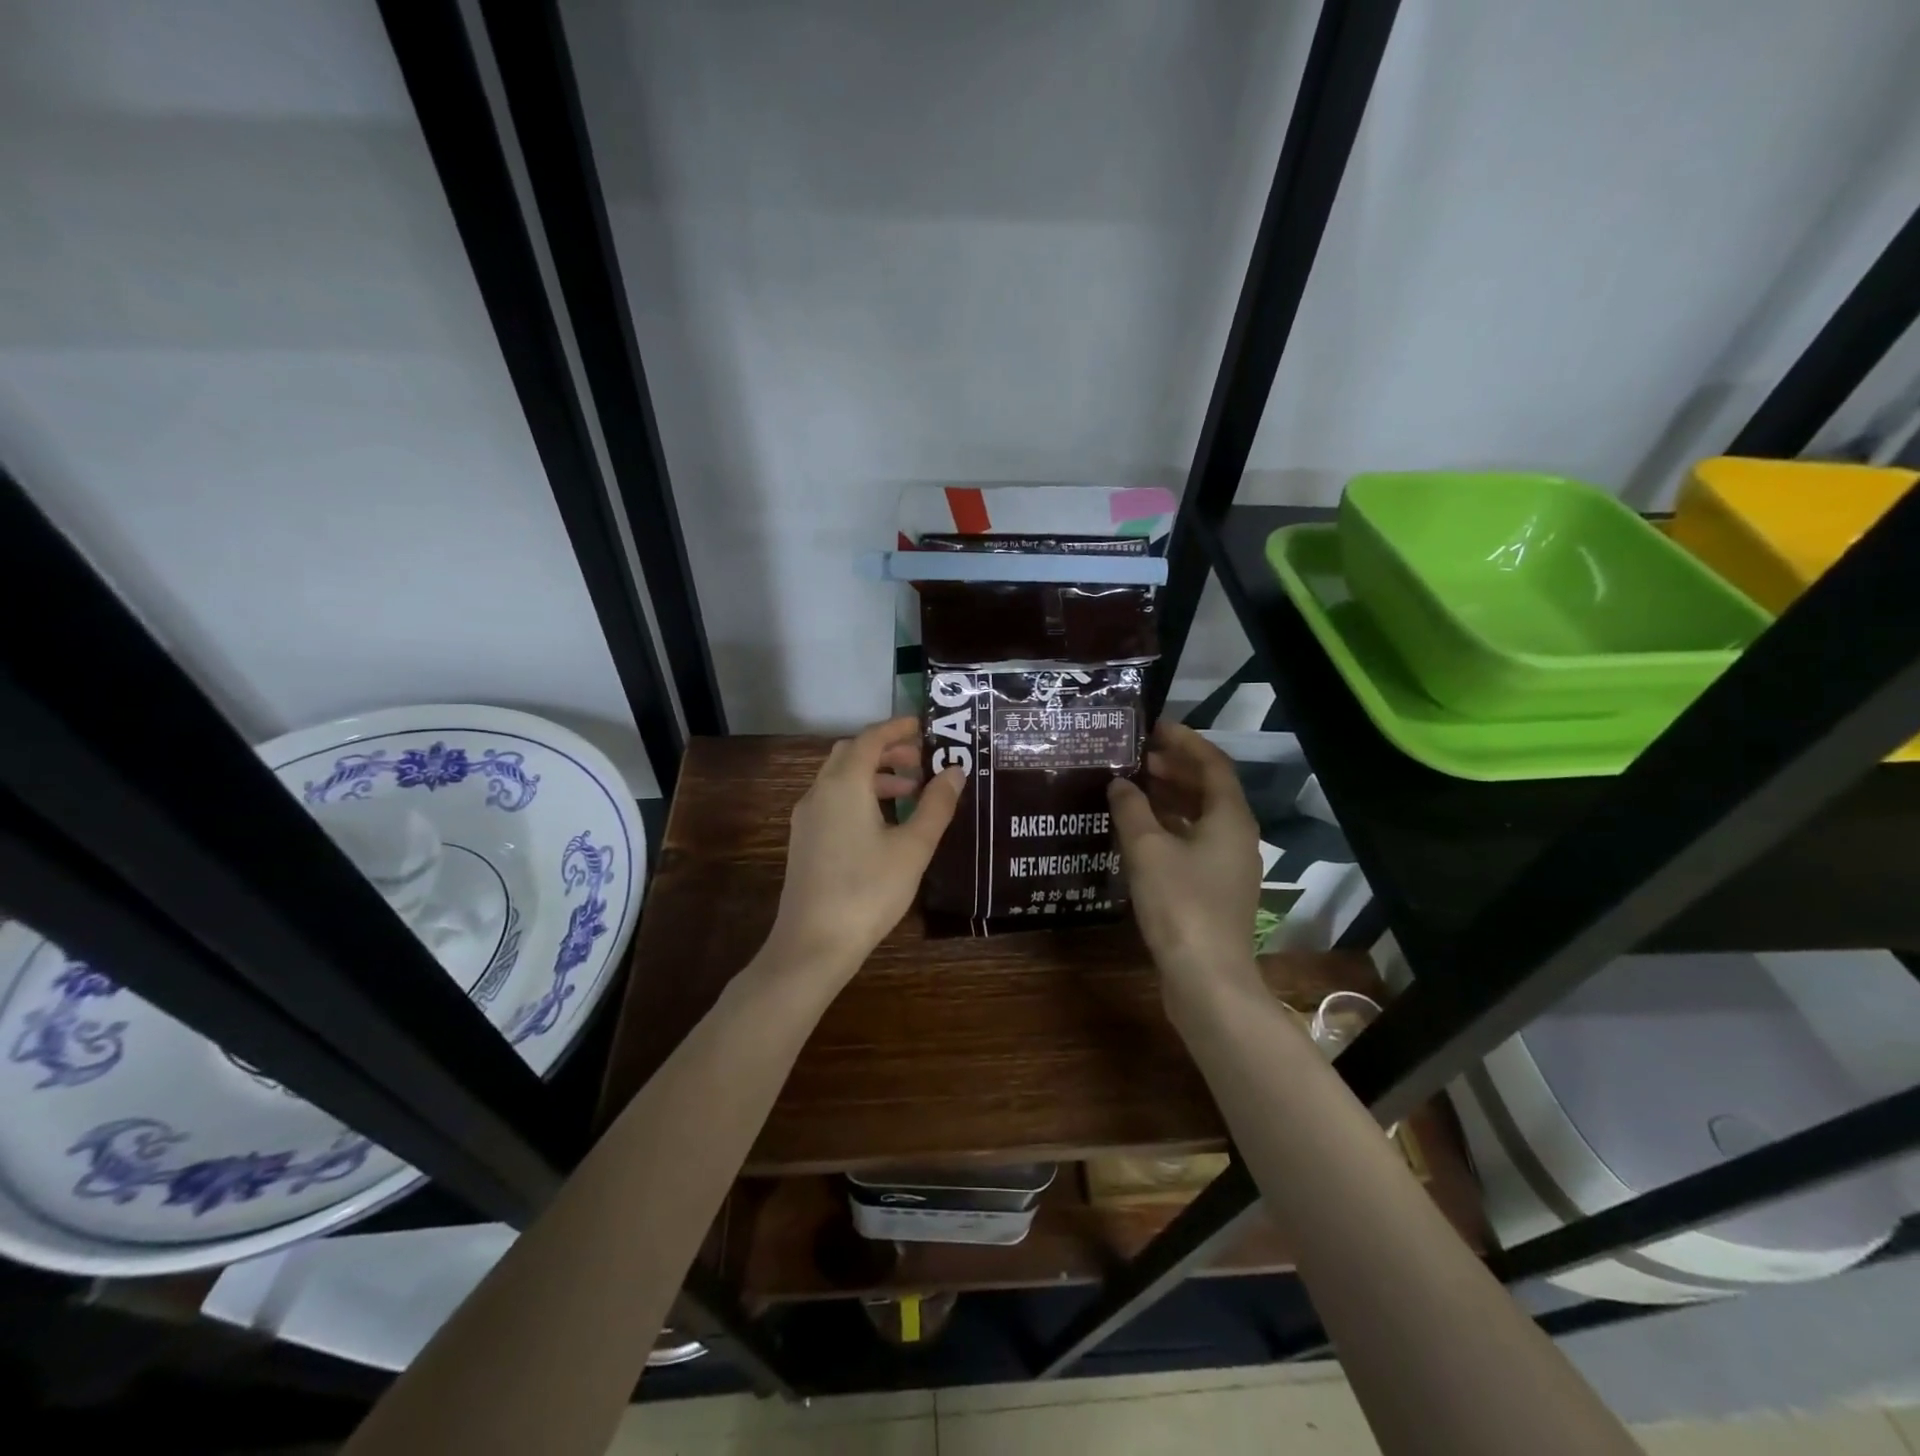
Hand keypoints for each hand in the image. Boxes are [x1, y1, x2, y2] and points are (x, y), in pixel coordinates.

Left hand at [766, 716, 962, 980]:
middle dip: (886, 751)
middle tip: (921, 760)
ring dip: (874, 775)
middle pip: (851, 754)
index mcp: (844, 784)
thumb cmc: (869, 890)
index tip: (924, 726)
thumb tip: (955, 771)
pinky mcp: (804, 840)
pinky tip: (884, 823)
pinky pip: (834, 800)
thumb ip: (937, 805)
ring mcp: (807, 817)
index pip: (870, 739)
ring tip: (911, 793)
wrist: (813, 943)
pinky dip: (860, 796)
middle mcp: (820, 792)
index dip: (897, 728)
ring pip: (841, 779)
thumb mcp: (913, 847)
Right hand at [1108, 722, 1262, 989]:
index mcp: (1230, 818)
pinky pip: (1193, 842)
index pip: (1212, 763)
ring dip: (1170, 798)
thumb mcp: (1147, 849)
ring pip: (1200, 817)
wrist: (1206, 978)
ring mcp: (1228, 866)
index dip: (1184, 741)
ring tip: (1133, 785)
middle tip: (1136, 755)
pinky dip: (1169, 827)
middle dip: (1175, 768)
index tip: (1153, 726)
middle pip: (1208, 789)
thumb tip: (1120, 782)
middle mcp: (1236, 836)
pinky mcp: (1214, 890)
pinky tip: (1139, 831)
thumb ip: (1131, 809)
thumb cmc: (1180, 904)